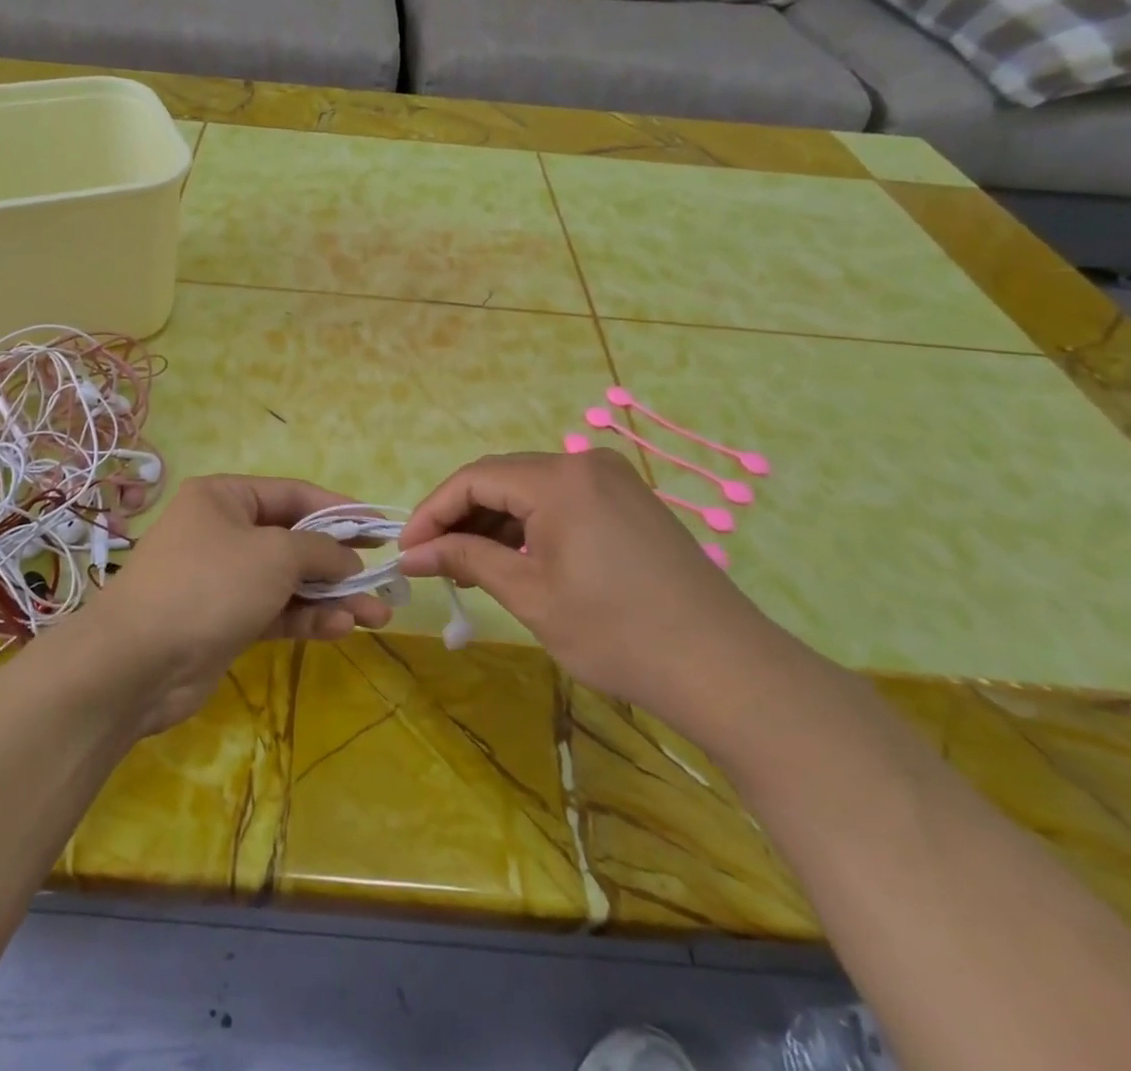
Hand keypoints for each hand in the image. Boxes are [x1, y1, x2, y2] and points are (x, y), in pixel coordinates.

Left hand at [73, 475, 392, 735]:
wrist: (136, 663)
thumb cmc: (209, 585)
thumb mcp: (274, 555)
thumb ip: (319, 550)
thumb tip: (348, 559)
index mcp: (225, 497)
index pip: (294, 494)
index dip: (340, 509)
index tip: (379, 527)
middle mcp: (223, 532)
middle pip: (294, 540)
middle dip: (340, 561)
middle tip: (383, 578)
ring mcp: (224, 579)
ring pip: (289, 581)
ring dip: (331, 596)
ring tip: (377, 614)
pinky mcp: (226, 622)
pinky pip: (276, 612)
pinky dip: (307, 618)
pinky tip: (341, 628)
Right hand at [396, 450, 790, 747]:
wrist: (724, 667)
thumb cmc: (617, 632)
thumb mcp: (530, 595)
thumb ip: (467, 560)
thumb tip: (414, 553)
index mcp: (559, 478)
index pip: (474, 478)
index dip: (432, 511)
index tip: (406, 550)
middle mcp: (584, 463)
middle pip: (501, 477)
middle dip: (460, 515)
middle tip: (431, 559)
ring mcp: (612, 479)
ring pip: (530, 488)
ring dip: (493, 521)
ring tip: (467, 565)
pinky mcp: (628, 501)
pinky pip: (561, 500)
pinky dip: (529, 525)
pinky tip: (515, 558)